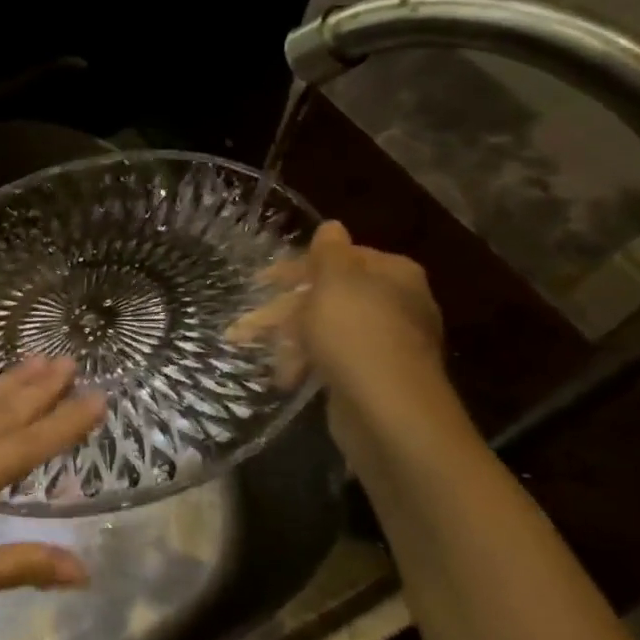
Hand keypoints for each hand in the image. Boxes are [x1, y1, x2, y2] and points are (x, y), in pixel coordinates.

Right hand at [229, 220, 448, 447]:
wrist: (388, 412)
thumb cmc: (356, 335)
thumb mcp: (336, 283)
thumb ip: (329, 253)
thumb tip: (332, 226)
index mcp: (392, 274)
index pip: (341, 258)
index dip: (298, 267)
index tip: (262, 281)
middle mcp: (394, 304)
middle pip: (328, 296)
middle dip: (282, 309)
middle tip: (245, 324)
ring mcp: (385, 343)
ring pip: (325, 329)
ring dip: (286, 338)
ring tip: (251, 354)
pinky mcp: (371, 377)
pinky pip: (331, 359)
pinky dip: (305, 362)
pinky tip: (284, 377)